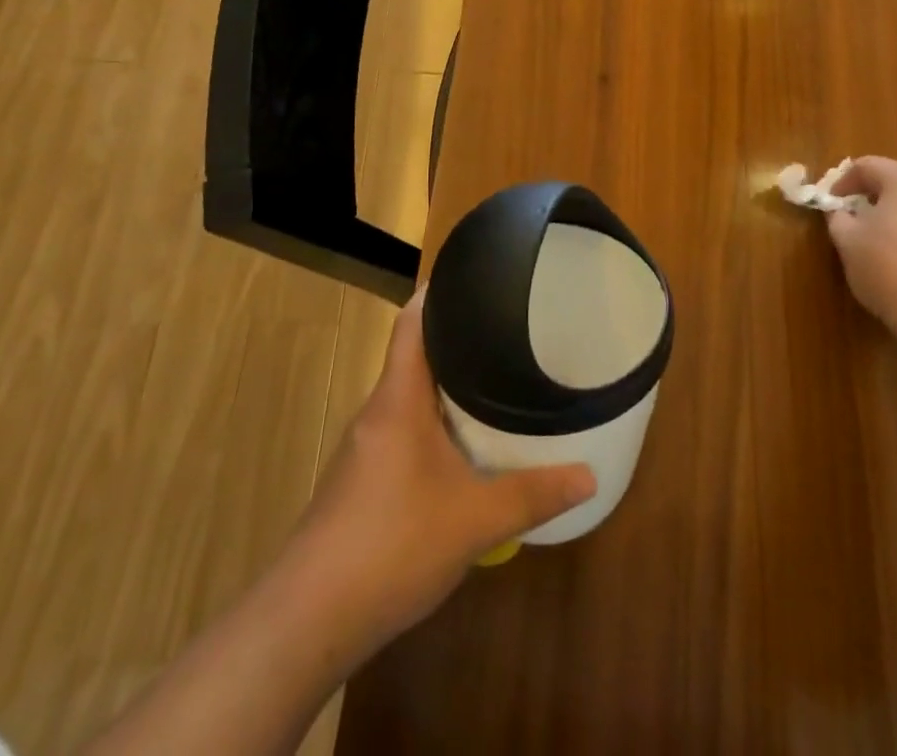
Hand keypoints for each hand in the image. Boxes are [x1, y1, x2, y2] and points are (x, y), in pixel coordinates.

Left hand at [283, 293, 595, 667]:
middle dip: (457, 341)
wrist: (307, 621)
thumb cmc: (391, 544)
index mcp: (398, 399)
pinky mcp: (361, 483)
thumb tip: (589, 477)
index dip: (437, 292)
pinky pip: (403, 431)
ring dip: (446, 387)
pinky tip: (463, 447)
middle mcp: (378, 413)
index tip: (474, 276)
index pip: (411, 323)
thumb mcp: (474, 520)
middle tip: (506, 329)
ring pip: (410, 398)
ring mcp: (366, 449)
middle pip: (414, 356)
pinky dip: (434, 424)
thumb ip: (532, 494)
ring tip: (494, 379)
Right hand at [827, 157, 896, 346]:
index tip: (830, 204)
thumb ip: (838, 218)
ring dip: (895, 214)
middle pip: (896, 180)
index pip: (867, 165)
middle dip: (871, 196)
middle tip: (852, 220)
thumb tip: (840, 211)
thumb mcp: (848, 242)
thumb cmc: (889, 270)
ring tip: (878, 241)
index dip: (842, 182)